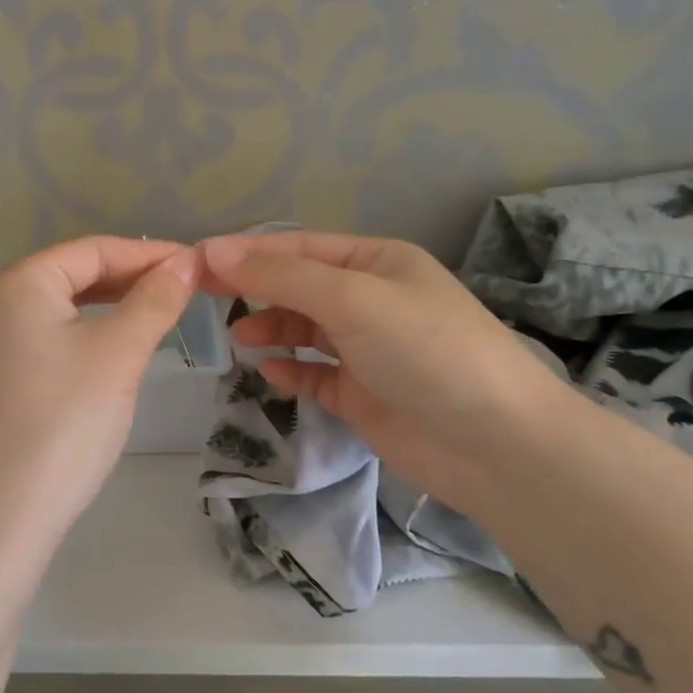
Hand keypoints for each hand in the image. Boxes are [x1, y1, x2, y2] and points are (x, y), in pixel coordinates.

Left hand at [0, 236, 198, 560]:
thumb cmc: (61, 423)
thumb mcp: (117, 355)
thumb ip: (154, 300)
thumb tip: (187, 261)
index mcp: (17, 283)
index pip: (93, 250)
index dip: (150, 254)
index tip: (199, 265)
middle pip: (75, 276)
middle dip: (132, 280)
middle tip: (187, 291)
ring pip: (64, 310)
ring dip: (113, 309)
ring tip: (161, 316)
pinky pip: (50, 340)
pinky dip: (88, 337)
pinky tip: (117, 353)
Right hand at [199, 232, 571, 508]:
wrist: (495, 444)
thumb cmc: (426, 350)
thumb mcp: (352, 299)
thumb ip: (282, 275)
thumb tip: (215, 250)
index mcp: (377, 262)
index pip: (299, 247)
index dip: (248, 252)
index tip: (196, 262)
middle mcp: (372, 299)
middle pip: (299, 286)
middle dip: (255, 288)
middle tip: (202, 297)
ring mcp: (369, 349)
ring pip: (305, 330)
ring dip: (272, 328)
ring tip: (240, 337)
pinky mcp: (364, 395)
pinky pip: (316, 374)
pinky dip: (291, 370)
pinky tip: (270, 371)